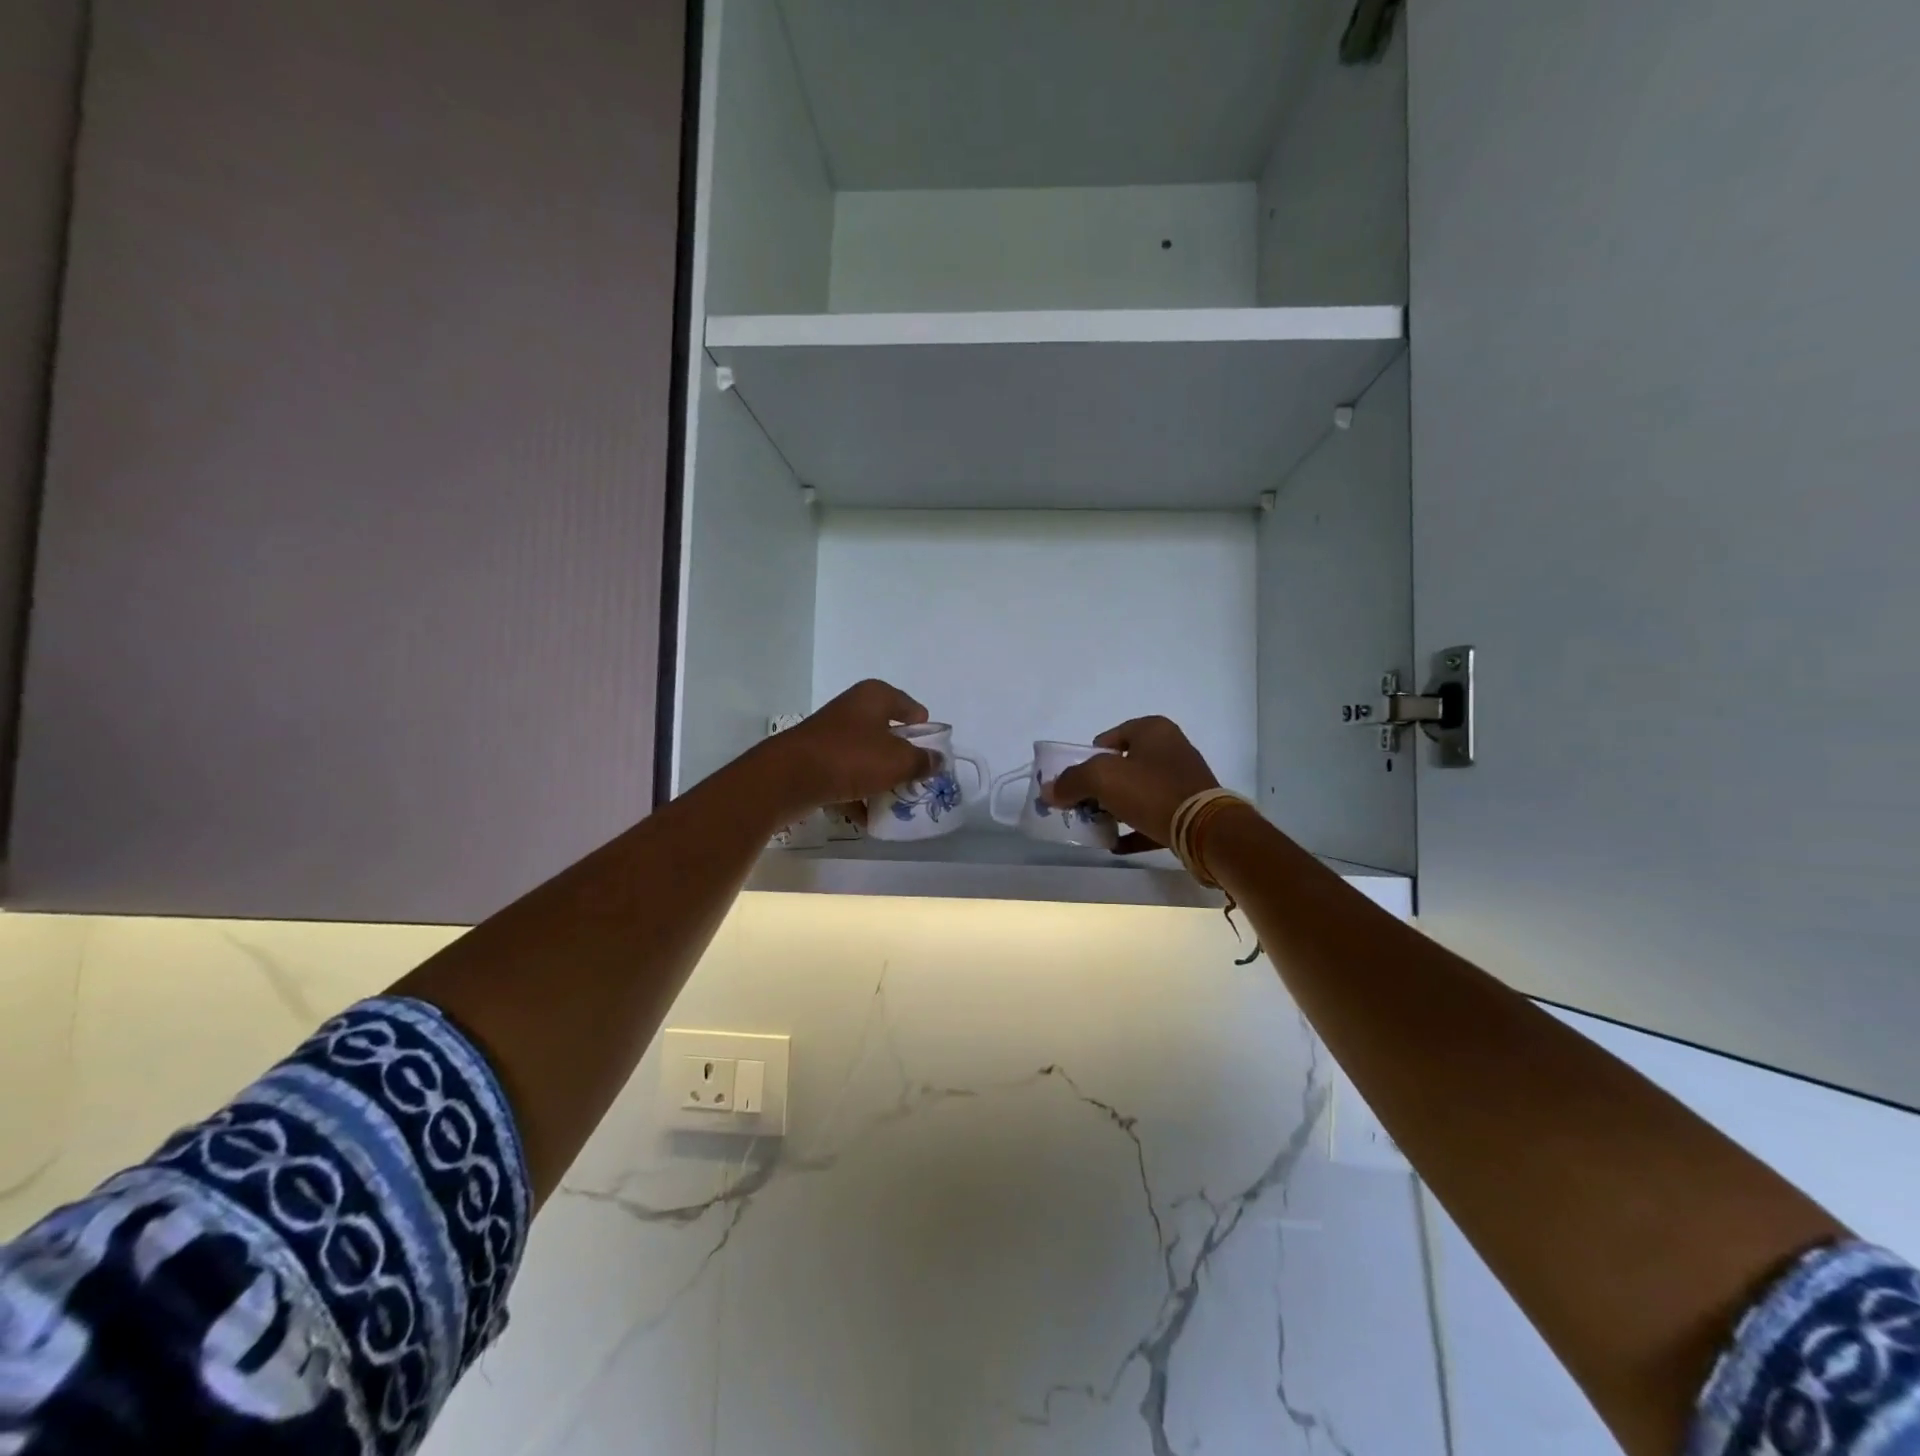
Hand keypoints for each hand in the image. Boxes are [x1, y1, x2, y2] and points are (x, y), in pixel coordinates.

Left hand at [762, 679, 934, 821]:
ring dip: (880, 779)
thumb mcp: (897, 761)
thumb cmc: (850, 758)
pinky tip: (868, 819)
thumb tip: (937, 760)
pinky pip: (846, 777)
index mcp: (874, 697)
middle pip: (888, 733)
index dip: (924, 729)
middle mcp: (852, 709)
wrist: (788, 778)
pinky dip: (857, 794)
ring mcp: (831, 735)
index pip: (910, 707)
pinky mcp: (815, 760)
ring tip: (896, 804)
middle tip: (918, 780)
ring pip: (866, 757)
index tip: (933, 753)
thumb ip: (922, 761)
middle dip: (902, 758)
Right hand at [1045, 716, 1219, 853]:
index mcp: (1152, 730)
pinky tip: (1116, 845)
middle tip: (1081, 806)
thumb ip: (1071, 781)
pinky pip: (1153, 817)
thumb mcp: (1102, 778)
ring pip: (1137, 792)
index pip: (1107, 738)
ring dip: (1115, 808)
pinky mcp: (1189, 810)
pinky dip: (1134, 829)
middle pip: (1122, 766)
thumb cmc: (1151, 791)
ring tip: (1096, 826)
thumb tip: (1048, 790)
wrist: (1205, 831)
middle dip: (1099, 786)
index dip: (1086, 759)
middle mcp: (1170, 749)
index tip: (1074, 782)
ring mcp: (1182, 780)